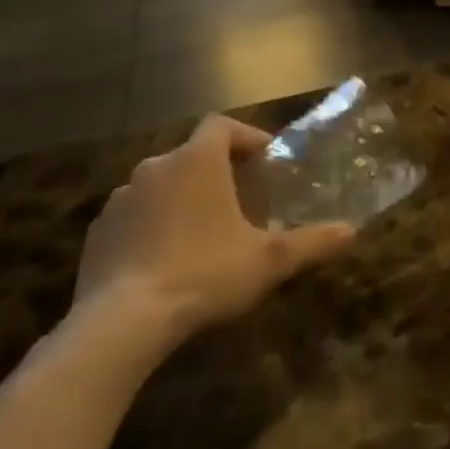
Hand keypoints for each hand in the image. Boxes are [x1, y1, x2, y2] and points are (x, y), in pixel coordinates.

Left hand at [71, 116, 354, 357]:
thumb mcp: (269, 260)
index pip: (222, 125)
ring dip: (184, 198)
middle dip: (218, 172)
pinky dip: (153, 225)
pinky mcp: (97, 233)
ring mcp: (120, 200)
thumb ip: (312, 241)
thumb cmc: (204, 273)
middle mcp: (155, 168)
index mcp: (197, 161)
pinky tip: (166, 260)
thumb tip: (352, 231)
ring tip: (205, 233)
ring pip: (162, 185)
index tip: (264, 161)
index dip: (246, 137)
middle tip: (242, 201)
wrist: (120, 323)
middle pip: (192, 155)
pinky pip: (134, 216)